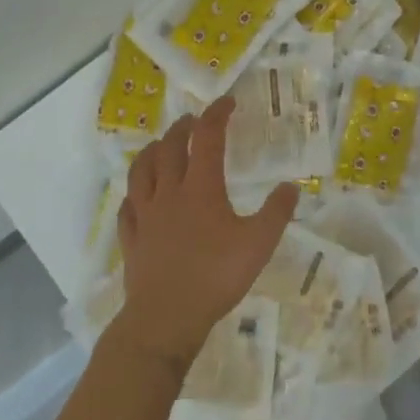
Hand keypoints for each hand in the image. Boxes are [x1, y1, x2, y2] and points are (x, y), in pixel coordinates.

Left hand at [109, 97, 298, 376]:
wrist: (166, 317)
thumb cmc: (216, 276)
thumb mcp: (259, 244)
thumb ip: (277, 213)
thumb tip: (291, 186)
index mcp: (201, 188)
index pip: (207, 138)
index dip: (216, 115)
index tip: (227, 102)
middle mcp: (169, 193)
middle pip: (170, 148)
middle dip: (183, 128)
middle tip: (193, 121)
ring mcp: (145, 215)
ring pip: (141, 171)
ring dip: (152, 152)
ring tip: (160, 146)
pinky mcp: (132, 238)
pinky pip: (127, 208)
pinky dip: (134, 195)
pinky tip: (137, 198)